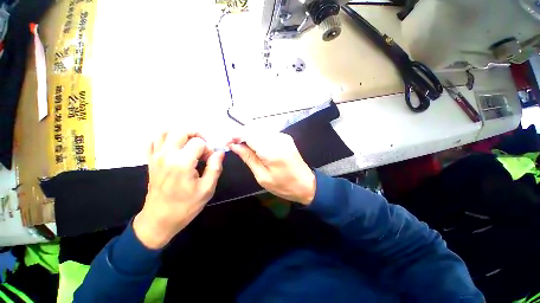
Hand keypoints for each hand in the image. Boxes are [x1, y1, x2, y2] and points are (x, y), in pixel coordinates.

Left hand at [133, 132, 224, 248]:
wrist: (159, 220)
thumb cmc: (186, 206)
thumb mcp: (207, 189)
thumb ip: (215, 167)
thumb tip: (220, 152)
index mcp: (182, 163)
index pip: (199, 142)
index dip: (208, 149)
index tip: (210, 160)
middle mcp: (167, 155)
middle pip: (181, 131)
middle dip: (196, 135)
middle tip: (203, 147)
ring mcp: (156, 157)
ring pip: (165, 132)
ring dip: (181, 134)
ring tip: (190, 144)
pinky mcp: (150, 162)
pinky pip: (153, 142)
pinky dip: (165, 139)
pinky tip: (174, 148)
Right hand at [228, 132, 315, 204]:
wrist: (306, 184)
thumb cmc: (283, 185)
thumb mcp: (262, 176)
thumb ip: (248, 158)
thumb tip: (234, 146)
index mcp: (271, 150)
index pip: (249, 134)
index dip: (236, 136)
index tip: (227, 143)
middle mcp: (278, 139)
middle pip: (254, 129)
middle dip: (241, 135)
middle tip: (234, 146)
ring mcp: (283, 137)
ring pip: (260, 129)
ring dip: (249, 136)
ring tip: (243, 147)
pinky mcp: (286, 138)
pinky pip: (267, 133)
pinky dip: (258, 137)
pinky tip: (255, 147)